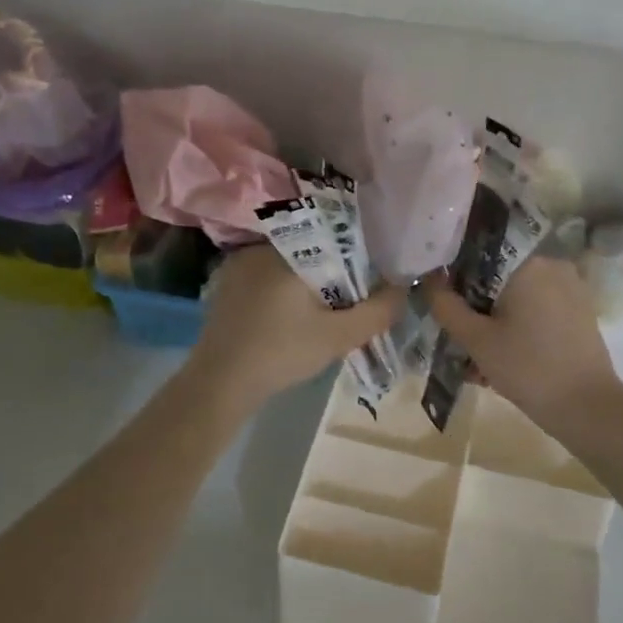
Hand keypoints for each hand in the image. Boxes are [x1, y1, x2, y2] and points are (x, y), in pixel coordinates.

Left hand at [186, 246, 401, 413]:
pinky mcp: (226, 285)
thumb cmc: (281, 353)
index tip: (368, 283)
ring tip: (321, 313)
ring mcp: (238, 265)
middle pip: (311, 252)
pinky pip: (266, 278)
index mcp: (288, 250)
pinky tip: (289, 319)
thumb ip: (376, 312)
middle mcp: (261, 248)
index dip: (356, 259)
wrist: (219, 383)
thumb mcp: (338, 337)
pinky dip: (283, 292)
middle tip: (347, 303)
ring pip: (288, 265)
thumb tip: (402, 291)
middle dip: (332, 275)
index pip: (334, 239)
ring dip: (306, 284)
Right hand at [423, 257, 622, 435]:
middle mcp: (552, 264)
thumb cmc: (527, 368)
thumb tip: (427, 280)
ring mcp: (570, 288)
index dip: (455, 274)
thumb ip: (446, 306)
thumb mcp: (476, 339)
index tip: (442, 300)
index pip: (480, 252)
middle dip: (476, 304)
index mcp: (528, 261)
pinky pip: (538, 309)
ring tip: (478, 359)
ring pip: (518, 296)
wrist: (588, 408)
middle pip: (499, 276)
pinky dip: (518, 327)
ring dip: (496, 320)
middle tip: (458, 337)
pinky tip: (503, 358)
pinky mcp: (579, 311)